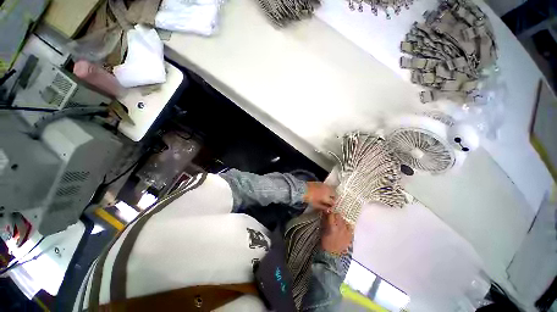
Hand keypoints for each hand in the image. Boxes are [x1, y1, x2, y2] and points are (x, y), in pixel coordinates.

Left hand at [303, 182, 335, 211]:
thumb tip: (328, 209)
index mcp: (327, 197)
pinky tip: (323, 191)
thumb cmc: (309, 199)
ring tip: (327, 195)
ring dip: (331, 192)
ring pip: (331, 189)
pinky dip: (327, 188)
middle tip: (330, 200)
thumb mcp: (316, 205)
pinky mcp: (321, 182)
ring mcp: (324, 185)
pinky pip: (327, 186)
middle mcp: (327, 190)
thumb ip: (323, 207)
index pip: (333, 202)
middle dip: (333, 197)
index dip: (332, 205)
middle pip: (334, 194)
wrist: (303, 189)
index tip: (330, 206)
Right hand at [320, 213, 352, 254]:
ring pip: (344, 221)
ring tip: (338, 223)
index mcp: (332, 226)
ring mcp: (346, 232)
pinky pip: (350, 227)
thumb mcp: (322, 230)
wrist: (332, 255)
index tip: (327, 213)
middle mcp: (340, 228)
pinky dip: (346, 226)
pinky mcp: (350, 236)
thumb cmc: (325, 242)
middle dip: (335, 216)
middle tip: (332, 218)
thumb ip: (324, 221)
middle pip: (339, 216)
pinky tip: (344, 228)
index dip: (328, 213)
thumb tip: (325, 213)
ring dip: (341, 220)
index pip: (331, 214)